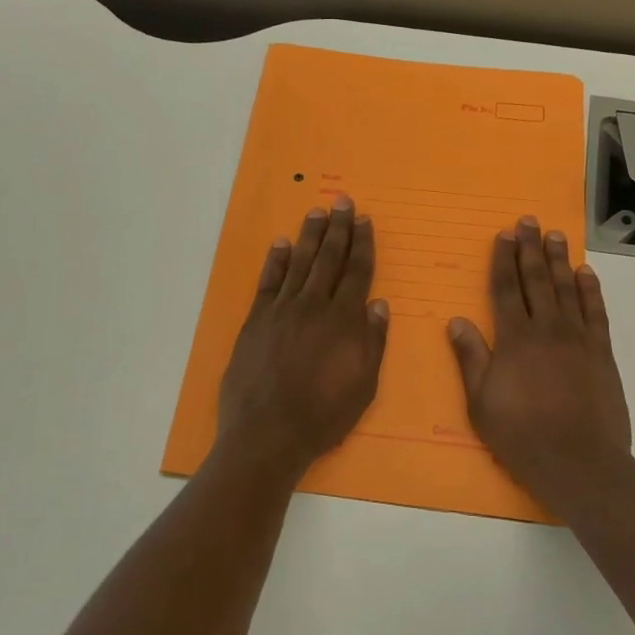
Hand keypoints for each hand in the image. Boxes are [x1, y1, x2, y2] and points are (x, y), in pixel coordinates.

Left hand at [216, 195, 389, 482]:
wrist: (267, 432)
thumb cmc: (323, 415)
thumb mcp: (363, 385)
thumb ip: (372, 342)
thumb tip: (378, 304)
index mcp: (343, 321)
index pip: (357, 272)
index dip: (362, 244)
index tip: (365, 220)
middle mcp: (313, 306)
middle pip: (329, 259)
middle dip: (338, 229)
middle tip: (343, 202)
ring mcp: (281, 310)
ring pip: (300, 263)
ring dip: (310, 236)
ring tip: (318, 211)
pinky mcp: (256, 320)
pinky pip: (268, 282)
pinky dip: (276, 261)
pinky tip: (281, 244)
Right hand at [448, 217, 632, 513]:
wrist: (578, 462)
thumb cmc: (521, 435)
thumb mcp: (481, 403)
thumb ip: (471, 358)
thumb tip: (457, 320)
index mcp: (514, 339)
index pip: (505, 289)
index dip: (503, 260)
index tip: (503, 235)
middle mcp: (546, 329)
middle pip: (536, 280)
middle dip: (530, 249)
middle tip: (529, 221)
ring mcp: (577, 339)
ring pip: (566, 289)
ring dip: (559, 260)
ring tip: (555, 235)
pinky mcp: (601, 353)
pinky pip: (595, 312)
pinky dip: (590, 290)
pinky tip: (586, 273)